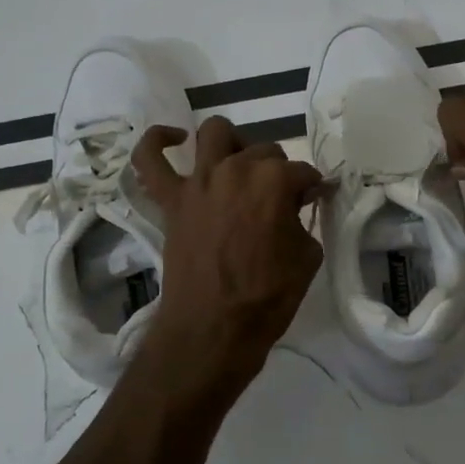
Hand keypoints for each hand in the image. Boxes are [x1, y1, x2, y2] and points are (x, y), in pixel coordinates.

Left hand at [132, 115, 325, 375]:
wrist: (213, 329)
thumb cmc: (267, 298)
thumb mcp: (307, 257)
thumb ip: (303, 221)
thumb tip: (295, 207)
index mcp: (274, 182)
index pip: (303, 172)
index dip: (312, 188)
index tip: (314, 201)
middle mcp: (236, 169)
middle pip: (265, 151)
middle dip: (278, 172)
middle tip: (281, 201)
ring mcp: (200, 181)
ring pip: (215, 134)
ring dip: (233, 142)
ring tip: (240, 163)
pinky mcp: (171, 199)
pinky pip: (150, 160)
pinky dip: (157, 142)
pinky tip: (175, 140)